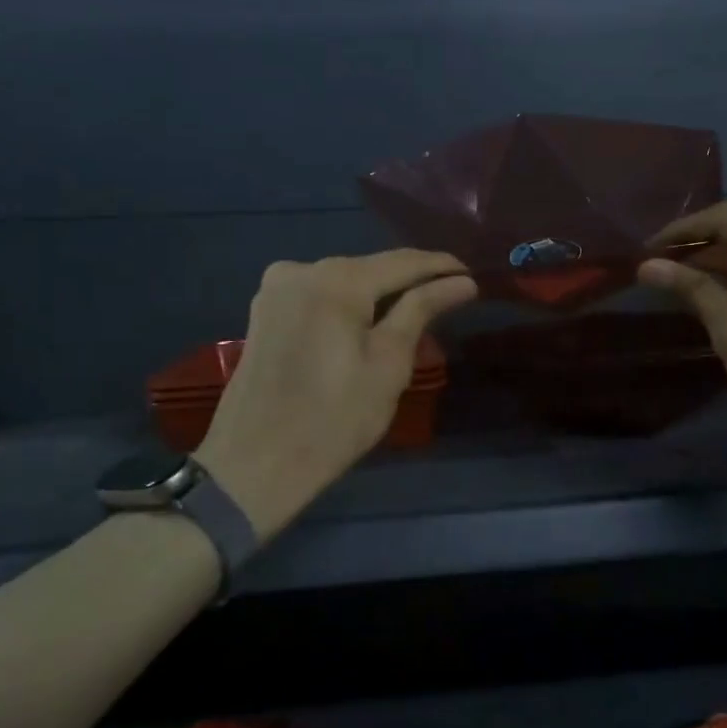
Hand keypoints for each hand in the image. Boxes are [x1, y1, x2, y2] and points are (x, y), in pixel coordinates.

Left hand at [195, 250, 477, 540]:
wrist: (253, 466)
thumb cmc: (334, 419)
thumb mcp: (389, 363)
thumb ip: (422, 310)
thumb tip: (461, 281)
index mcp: (337, 280)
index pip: (403, 261)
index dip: (441, 267)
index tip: (473, 276)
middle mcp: (302, 268)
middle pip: (371, 268)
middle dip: (410, 282)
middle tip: (449, 298)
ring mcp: (277, 287)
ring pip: (344, 281)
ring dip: (378, 295)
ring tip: (415, 312)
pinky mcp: (265, 310)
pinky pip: (319, 295)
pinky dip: (348, 305)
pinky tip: (368, 323)